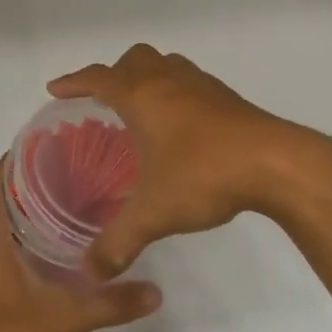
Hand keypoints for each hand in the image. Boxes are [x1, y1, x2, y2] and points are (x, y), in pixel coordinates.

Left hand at [0, 161, 161, 331]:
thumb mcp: (66, 318)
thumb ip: (111, 302)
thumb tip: (156, 292)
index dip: (16, 159)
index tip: (50, 145)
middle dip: (24, 181)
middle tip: (66, 171)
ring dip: (17, 209)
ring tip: (60, 201)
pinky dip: (10, 234)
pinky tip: (43, 246)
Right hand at [51, 44, 331, 277]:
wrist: (276, 163)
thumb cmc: (204, 174)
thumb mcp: (155, 213)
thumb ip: (119, 241)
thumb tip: (91, 272)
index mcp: (141, 96)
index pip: (98, 78)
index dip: (73, 81)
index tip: (56, 88)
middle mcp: (168, 80)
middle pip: (133, 60)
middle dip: (114, 74)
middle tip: (103, 102)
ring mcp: (201, 84)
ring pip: (165, 64)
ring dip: (147, 77)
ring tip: (141, 108)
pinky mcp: (226, 96)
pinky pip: (189, 80)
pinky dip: (175, 90)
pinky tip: (181, 124)